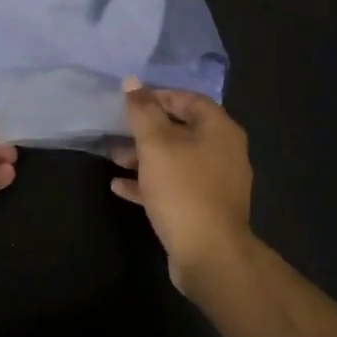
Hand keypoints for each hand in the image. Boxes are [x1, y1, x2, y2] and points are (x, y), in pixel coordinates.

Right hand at [109, 77, 252, 294]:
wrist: (209, 254)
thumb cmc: (182, 188)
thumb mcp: (156, 143)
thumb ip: (142, 110)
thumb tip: (132, 82)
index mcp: (219, 129)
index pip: (188, 99)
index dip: (158, 95)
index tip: (129, 101)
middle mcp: (223, 151)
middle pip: (181, 129)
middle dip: (146, 129)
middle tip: (117, 130)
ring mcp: (215, 182)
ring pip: (175, 159)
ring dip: (143, 156)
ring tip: (114, 158)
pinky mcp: (204, 208)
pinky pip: (174, 186)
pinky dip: (149, 183)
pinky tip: (120, 186)